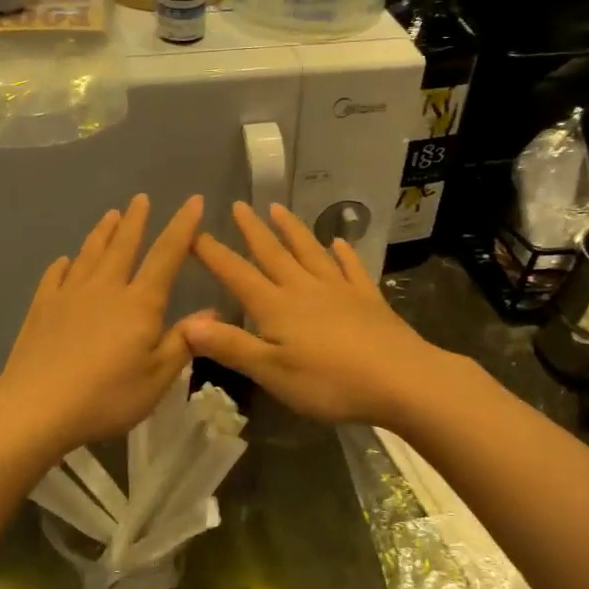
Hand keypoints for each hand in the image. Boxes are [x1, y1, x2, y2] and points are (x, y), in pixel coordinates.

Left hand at [0, 194, 203, 456]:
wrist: (37, 407)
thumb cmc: (107, 396)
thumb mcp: (157, 378)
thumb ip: (183, 341)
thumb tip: (211, 311)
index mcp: (139, 303)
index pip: (166, 255)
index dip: (183, 227)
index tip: (193, 201)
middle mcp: (105, 288)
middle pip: (123, 245)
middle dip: (136, 220)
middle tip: (141, 198)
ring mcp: (69, 295)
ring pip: (89, 254)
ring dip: (102, 233)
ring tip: (111, 216)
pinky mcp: (41, 308)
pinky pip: (55, 276)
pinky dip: (64, 265)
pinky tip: (65, 261)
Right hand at [184, 203, 458, 428]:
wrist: (401, 380)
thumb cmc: (329, 382)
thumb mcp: (271, 372)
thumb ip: (231, 346)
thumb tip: (188, 323)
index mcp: (276, 307)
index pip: (237, 275)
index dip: (213, 254)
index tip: (193, 232)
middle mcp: (304, 289)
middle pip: (273, 254)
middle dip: (252, 231)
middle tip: (238, 206)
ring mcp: (340, 290)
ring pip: (310, 252)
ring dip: (292, 230)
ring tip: (278, 209)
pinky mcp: (368, 299)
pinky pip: (351, 269)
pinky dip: (343, 254)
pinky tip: (339, 243)